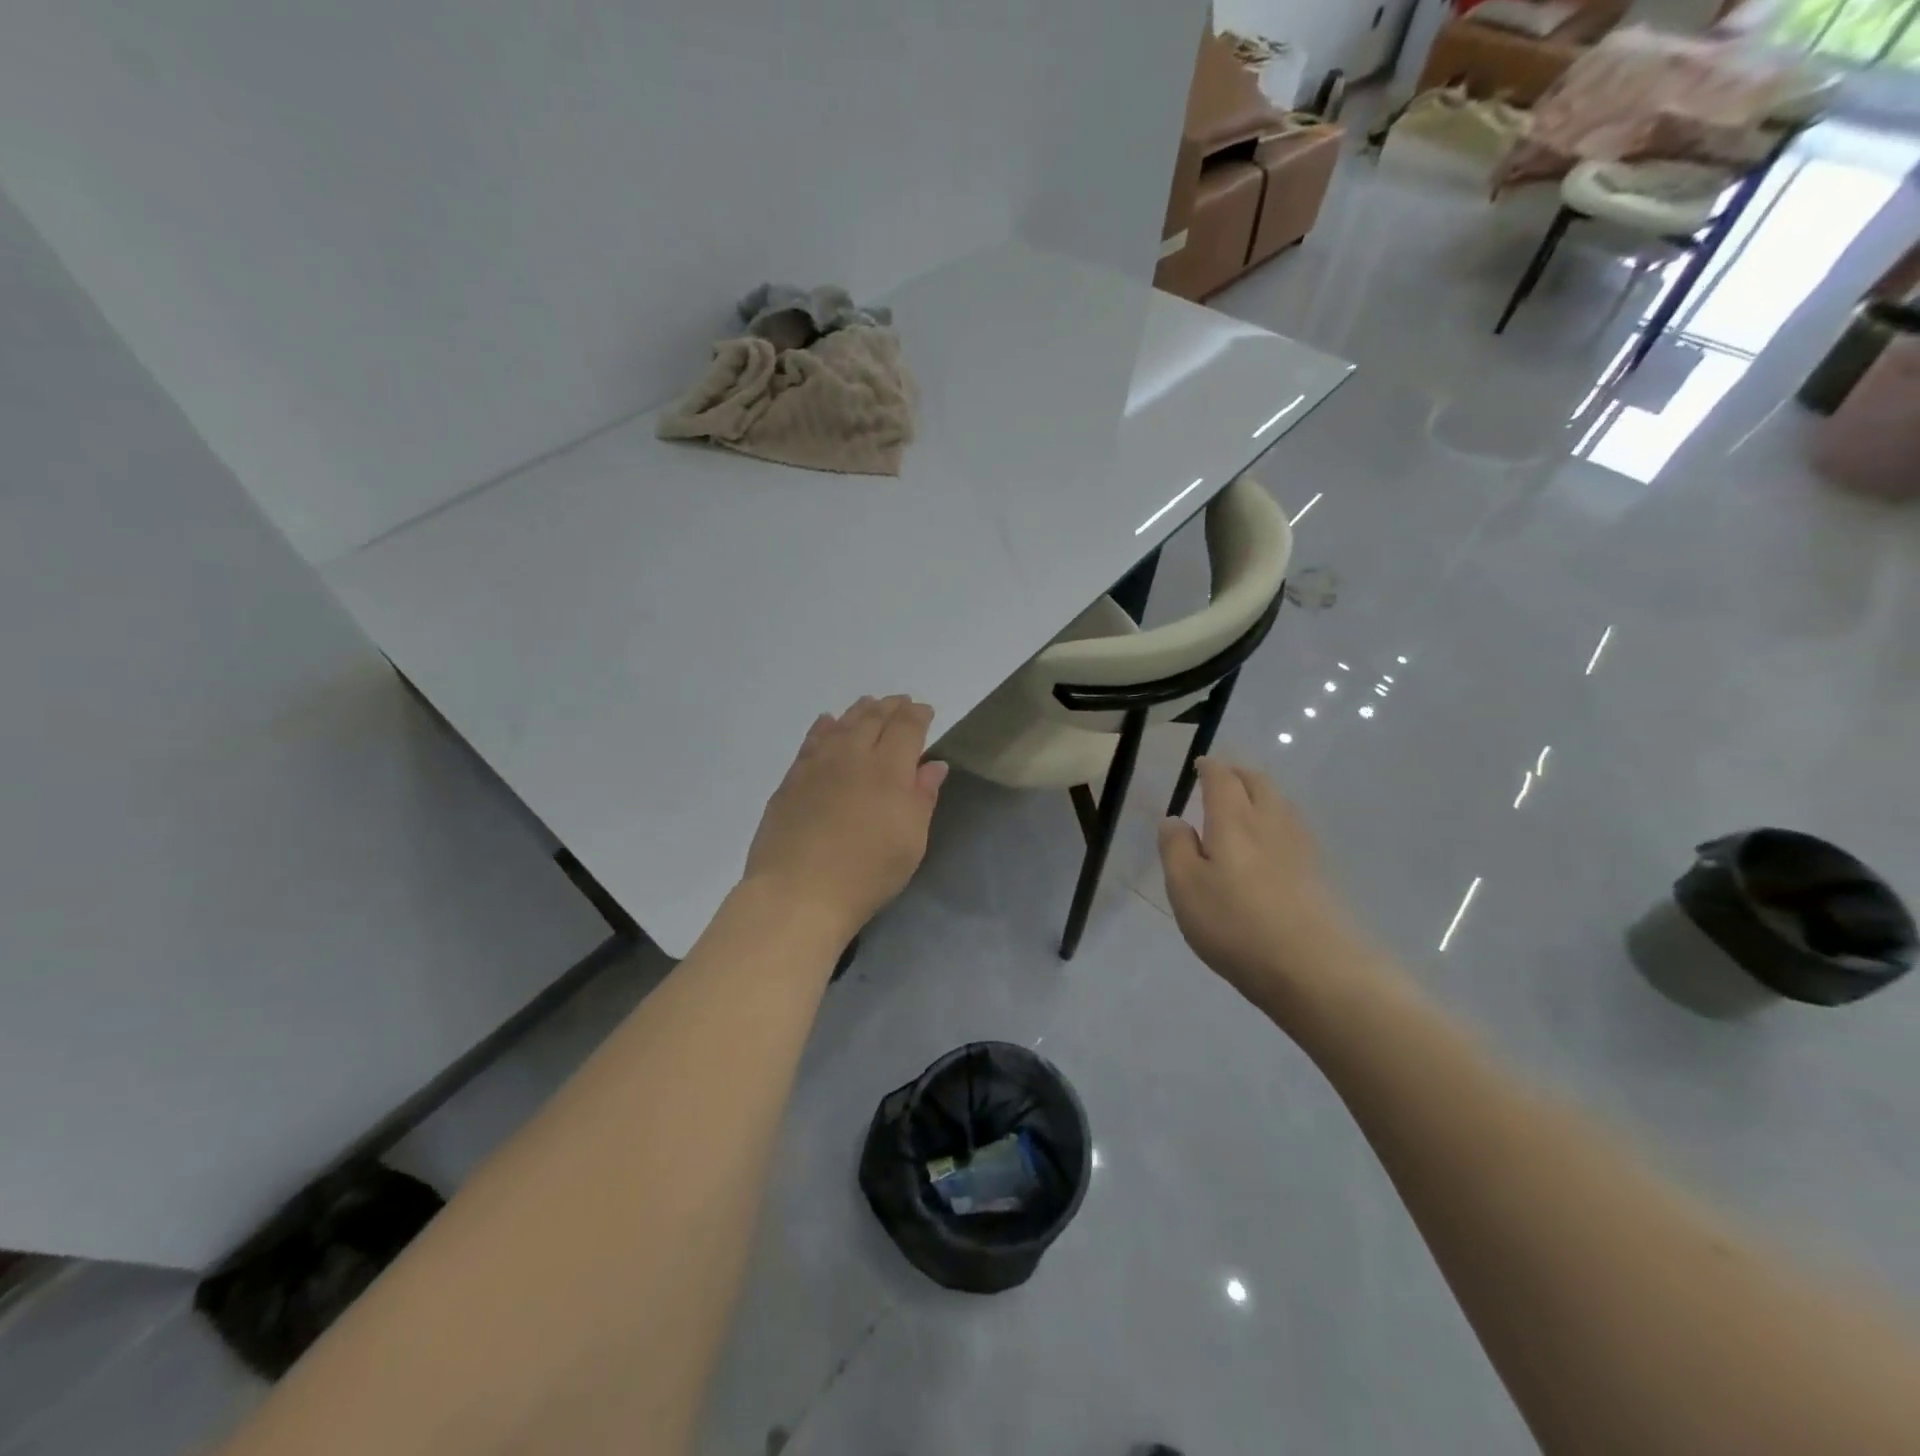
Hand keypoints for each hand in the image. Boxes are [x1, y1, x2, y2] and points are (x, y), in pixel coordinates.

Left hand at [744, 695, 947, 938]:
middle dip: (890, 707)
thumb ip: (923, 797)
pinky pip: (811, 741)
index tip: (925, 711)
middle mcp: (853, 756)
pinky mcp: (791, 779)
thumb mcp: (911, 841)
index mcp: (889, 769)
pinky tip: (827, 723)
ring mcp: (818, 765)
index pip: (907, 727)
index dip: (918, 715)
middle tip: (900, 702)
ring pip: (842, 724)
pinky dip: (824, 727)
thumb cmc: (868, 872)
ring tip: (868, 705)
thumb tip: (932, 764)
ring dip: (859, 711)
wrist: (799, 892)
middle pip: (873, 719)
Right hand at [1158, 758, 1372, 1015]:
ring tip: (1246, 805)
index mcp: (1234, 820)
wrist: (1316, 969)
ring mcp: (1302, 847)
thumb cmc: (1237, 925)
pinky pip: (1295, 829)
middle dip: (1239, 775)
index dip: (1210, 768)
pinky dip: (1278, 821)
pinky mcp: (1320, 873)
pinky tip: (1273, 843)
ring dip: (1262, 795)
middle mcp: (1271, 823)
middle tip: (1223, 778)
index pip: (1222, 779)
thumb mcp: (1186, 889)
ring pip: (1281, 804)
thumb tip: (1175, 820)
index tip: (1201, 765)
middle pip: (1259, 783)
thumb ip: (1176, 849)